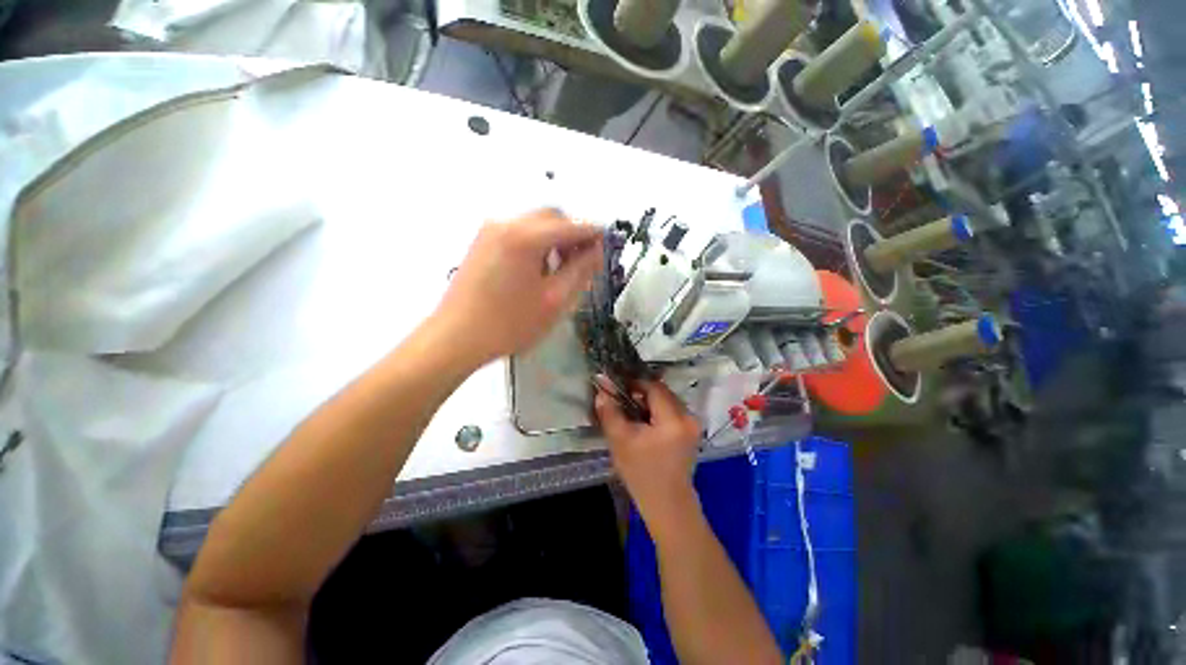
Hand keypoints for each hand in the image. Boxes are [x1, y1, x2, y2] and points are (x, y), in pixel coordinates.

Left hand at [436, 209, 602, 364]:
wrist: (456, 338)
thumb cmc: (509, 323)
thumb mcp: (555, 300)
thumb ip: (581, 270)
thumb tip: (597, 251)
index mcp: (526, 237)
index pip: (572, 225)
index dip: (593, 234)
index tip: (605, 247)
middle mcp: (507, 224)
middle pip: (552, 217)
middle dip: (573, 234)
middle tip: (582, 262)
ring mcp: (490, 231)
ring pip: (535, 223)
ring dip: (554, 239)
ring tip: (559, 270)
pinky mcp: (481, 242)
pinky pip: (518, 232)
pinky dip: (536, 243)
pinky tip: (537, 269)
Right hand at [595, 378, 702, 531]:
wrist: (667, 504)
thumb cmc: (642, 473)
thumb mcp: (620, 441)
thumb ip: (610, 412)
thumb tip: (601, 391)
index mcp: (673, 419)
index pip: (654, 387)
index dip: (634, 383)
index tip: (618, 387)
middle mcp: (688, 416)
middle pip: (662, 392)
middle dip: (642, 392)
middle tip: (623, 399)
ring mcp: (693, 424)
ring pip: (667, 400)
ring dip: (650, 401)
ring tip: (632, 411)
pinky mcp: (691, 432)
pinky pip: (672, 411)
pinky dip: (658, 411)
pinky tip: (645, 422)